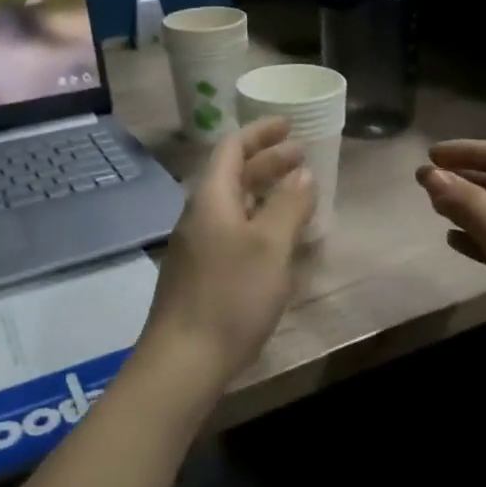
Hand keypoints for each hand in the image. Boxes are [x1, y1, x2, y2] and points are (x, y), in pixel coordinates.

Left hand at [140, 117, 315, 395]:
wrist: (183, 361)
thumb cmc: (231, 295)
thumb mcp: (270, 246)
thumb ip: (288, 205)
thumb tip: (302, 174)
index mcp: (211, 198)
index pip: (232, 148)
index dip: (261, 133)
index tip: (289, 125)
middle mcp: (199, 215)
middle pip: (232, 175)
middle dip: (267, 162)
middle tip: (302, 157)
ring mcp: (196, 246)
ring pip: (233, 205)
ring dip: (263, 192)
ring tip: (295, 194)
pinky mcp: (200, 274)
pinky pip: (232, 231)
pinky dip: (257, 221)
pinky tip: (276, 240)